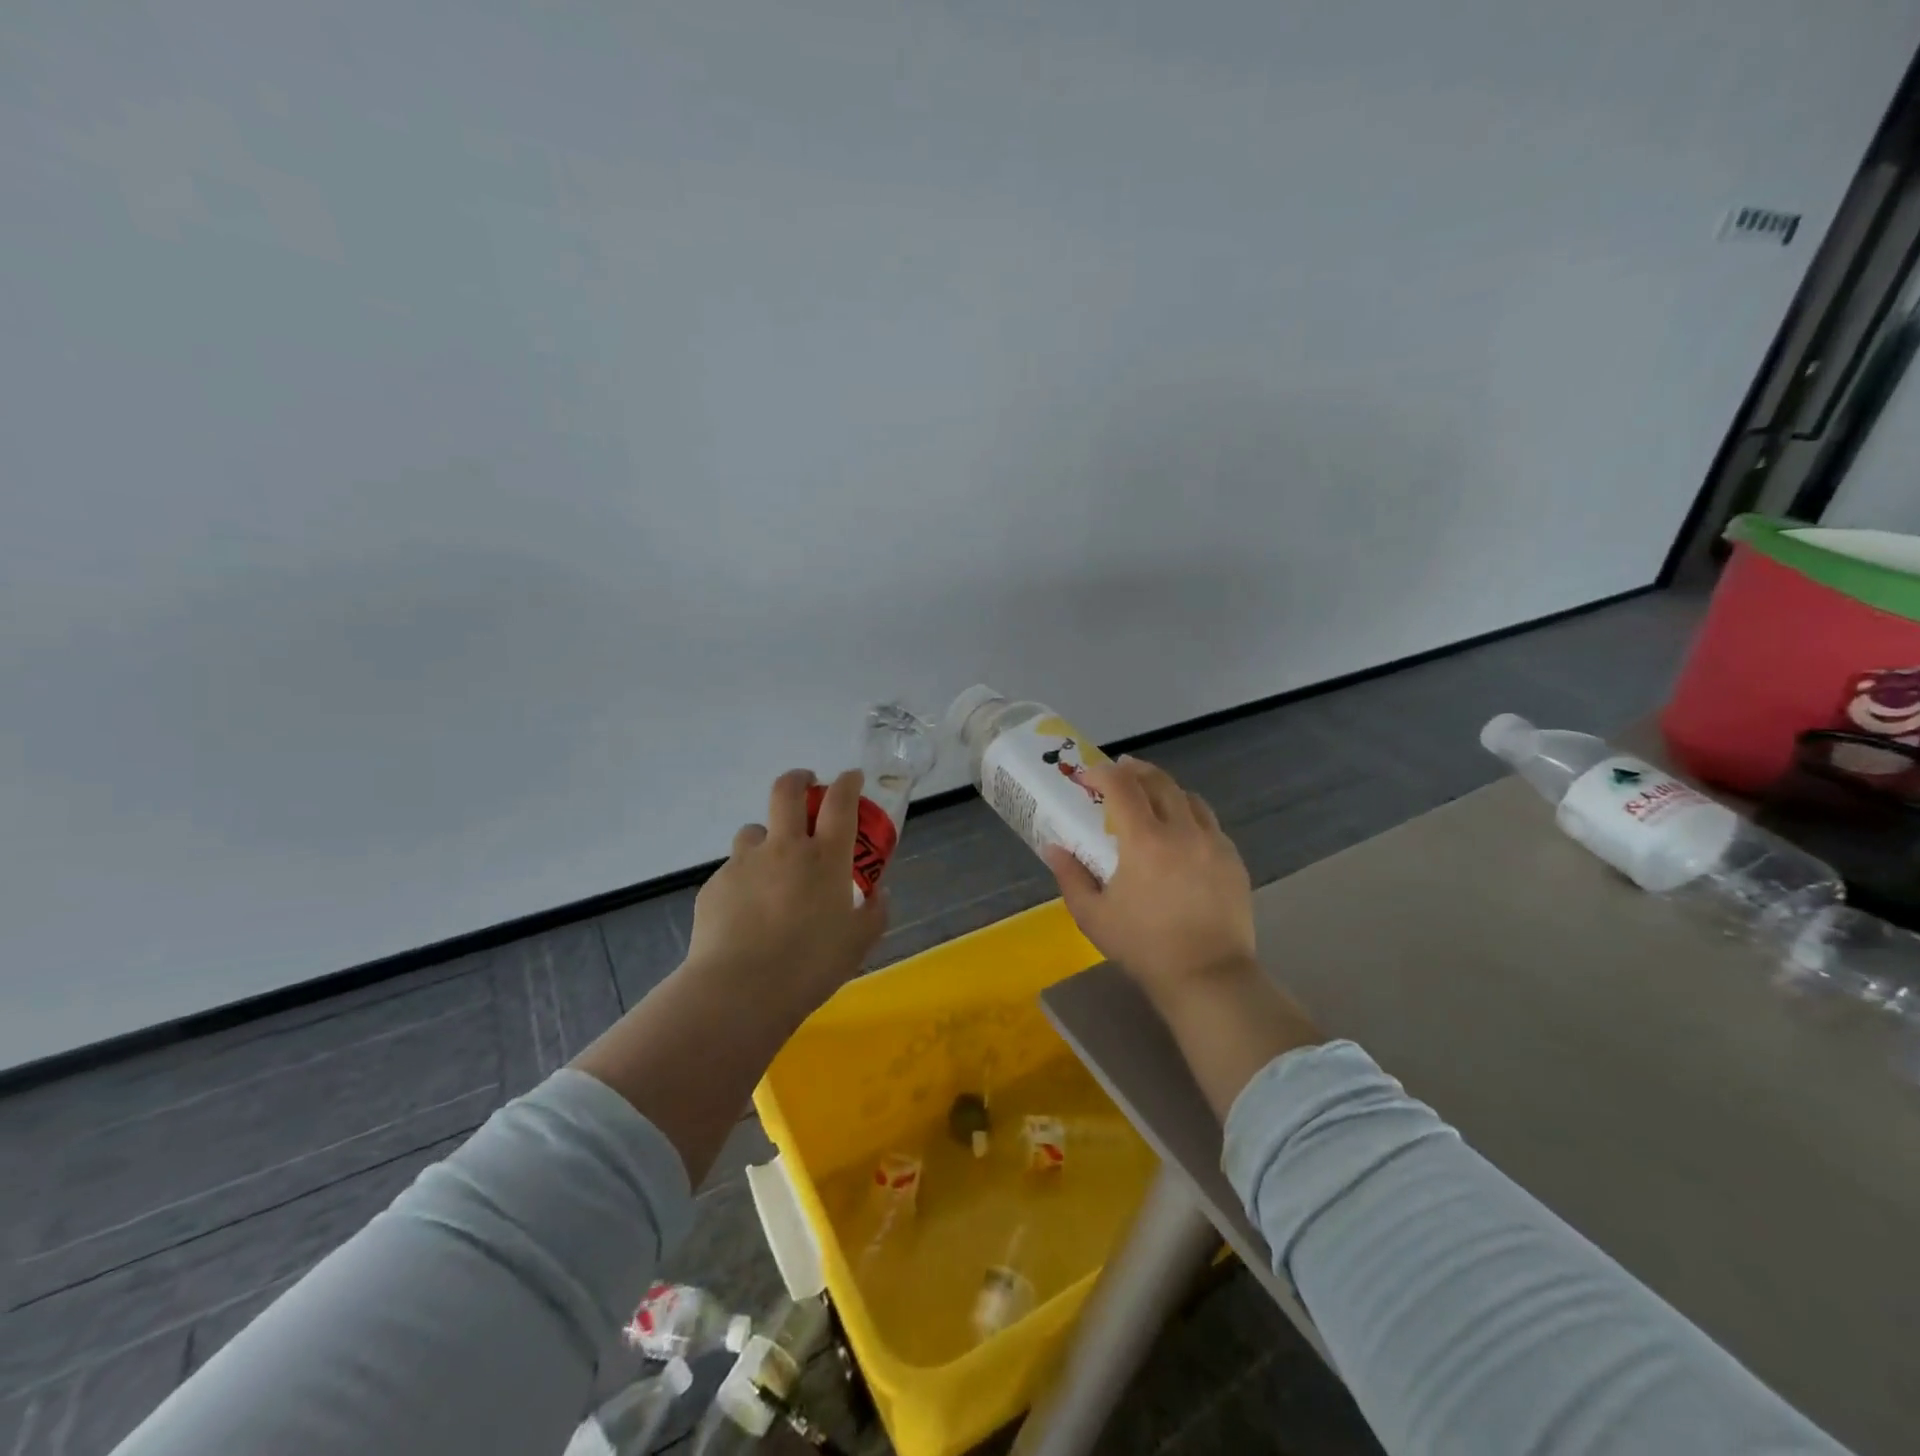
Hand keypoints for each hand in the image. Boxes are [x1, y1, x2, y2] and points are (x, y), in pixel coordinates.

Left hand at [688, 768, 888, 1013]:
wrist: (740, 989)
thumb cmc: (810, 965)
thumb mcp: (858, 943)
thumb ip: (874, 913)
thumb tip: (879, 894)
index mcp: (825, 858)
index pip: (840, 802)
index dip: (848, 782)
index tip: (852, 778)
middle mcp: (784, 848)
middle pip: (787, 792)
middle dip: (799, 780)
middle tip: (807, 785)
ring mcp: (745, 863)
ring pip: (754, 831)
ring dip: (766, 838)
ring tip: (771, 865)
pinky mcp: (715, 885)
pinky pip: (733, 871)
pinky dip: (745, 880)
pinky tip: (747, 912)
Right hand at [1044, 756, 1256, 1000]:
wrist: (1208, 977)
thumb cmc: (1144, 947)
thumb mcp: (1093, 916)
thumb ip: (1070, 876)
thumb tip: (1053, 848)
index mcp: (1145, 840)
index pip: (1122, 786)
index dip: (1102, 773)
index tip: (1087, 777)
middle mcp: (1182, 830)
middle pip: (1159, 781)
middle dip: (1135, 770)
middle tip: (1119, 772)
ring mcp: (1214, 843)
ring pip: (1189, 798)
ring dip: (1165, 789)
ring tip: (1151, 798)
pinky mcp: (1233, 860)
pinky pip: (1210, 823)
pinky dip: (1190, 815)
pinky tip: (1181, 834)